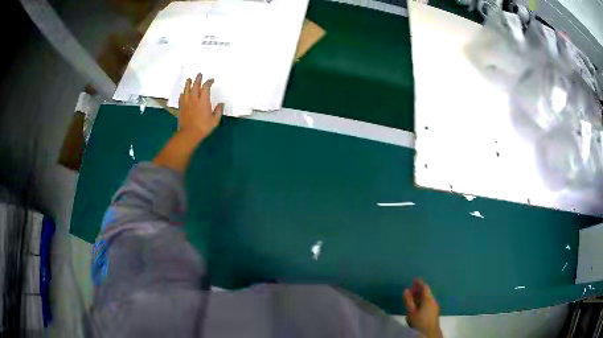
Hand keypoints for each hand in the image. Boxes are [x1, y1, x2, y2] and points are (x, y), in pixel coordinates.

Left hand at [178, 73, 223, 142]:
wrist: (189, 134)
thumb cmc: (203, 127)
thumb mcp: (215, 120)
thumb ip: (218, 111)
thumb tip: (221, 104)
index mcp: (203, 100)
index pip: (206, 87)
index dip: (209, 82)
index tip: (211, 80)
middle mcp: (194, 98)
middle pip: (195, 85)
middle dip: (198, 79)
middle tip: (199, 74)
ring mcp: (186, 102)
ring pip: (186, 89)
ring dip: (188, 83)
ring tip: (189, 79)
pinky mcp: (181, 107)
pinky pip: (181, 97)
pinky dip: (183, 93)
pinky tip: (183, 93)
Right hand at [403, 278, 442, 337]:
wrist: (430, 332)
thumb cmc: (419, 321)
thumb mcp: (411, 311)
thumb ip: (408, 300)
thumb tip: (406, 289)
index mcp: (428, 299)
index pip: (424, 287)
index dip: (419, 282)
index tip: (414, 279)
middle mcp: (433, 300)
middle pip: (426, 292)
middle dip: (419, 289)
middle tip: (411, 289)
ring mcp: (434, 306)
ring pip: (427, 297)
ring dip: (420, 296)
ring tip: (412, 297)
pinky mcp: (434, 311)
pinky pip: (428, 302)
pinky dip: (422, 300)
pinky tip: (417, 305)